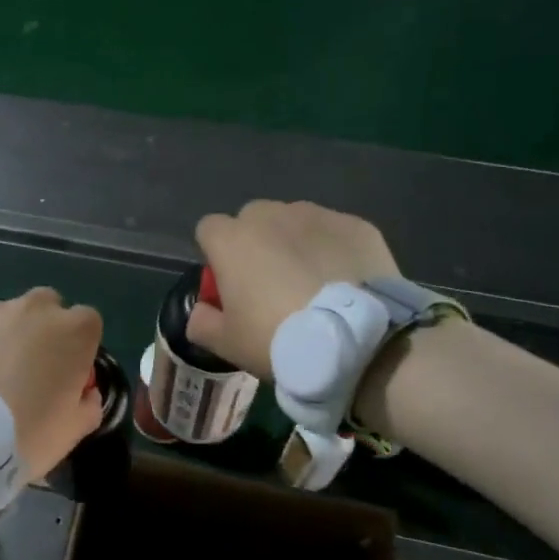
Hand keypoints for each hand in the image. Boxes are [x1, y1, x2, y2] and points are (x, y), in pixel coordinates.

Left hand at [0, 288, 104, 473]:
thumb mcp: (72, 431)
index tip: (67, 372)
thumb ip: (88, 404)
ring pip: (7, 314)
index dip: (78, 346)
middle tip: (29, 369)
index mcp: (73, 332)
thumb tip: (85, 392)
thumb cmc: (25, 435)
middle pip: (47, 307)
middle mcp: (35, 309)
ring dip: (6, 335)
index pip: (88, 322)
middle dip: (44, 329)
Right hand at [190, 200, 399, 378]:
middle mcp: (270, 216)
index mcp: (232, 240)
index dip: (216, 255)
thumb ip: (201, 322)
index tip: (229, 283)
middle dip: (256, 243)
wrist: (357, 342)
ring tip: (313, 282)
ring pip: (294, 221)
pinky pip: (333, 232)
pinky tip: (344, 281)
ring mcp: (316, 215)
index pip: (208, 229)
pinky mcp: (355, 225)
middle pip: (252, 220)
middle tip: (270, 284)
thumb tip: (201, 310)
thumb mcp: (227, 344)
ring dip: (294, 243)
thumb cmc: (279, 340)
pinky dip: (333, 249)